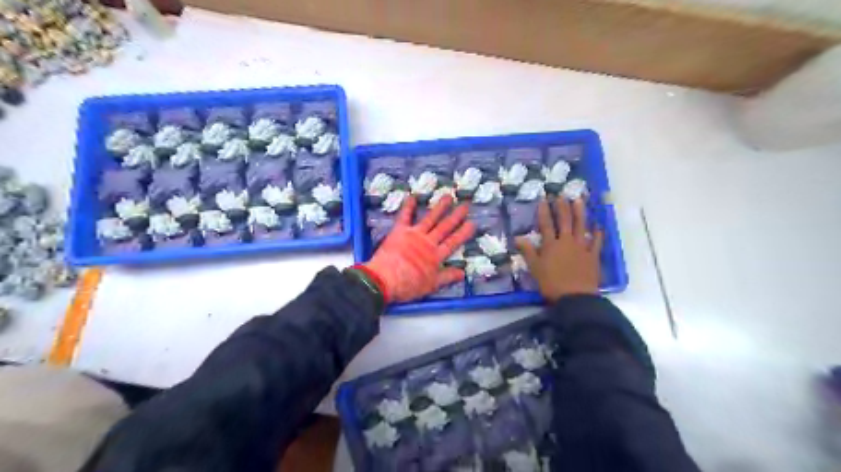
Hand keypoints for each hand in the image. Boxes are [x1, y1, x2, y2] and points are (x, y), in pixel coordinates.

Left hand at [366, 193, 474, 301]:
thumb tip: (463, 273)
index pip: (453, 242)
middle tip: (465, 205)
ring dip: (439, 207)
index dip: (463, 233)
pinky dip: (408, 207)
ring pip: (430, 219)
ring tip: (448, 196)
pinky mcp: (399, 231)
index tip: (472, 223)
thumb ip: (447, 277)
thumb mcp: (431, 285)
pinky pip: (405, 217)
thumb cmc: (409, 285)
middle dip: (456, 216)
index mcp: (436, 256)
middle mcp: (428, 242)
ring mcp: (414, 235)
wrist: (385, 279)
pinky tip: (412, 197)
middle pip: (444, 227)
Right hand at [516, 198, 600, 301]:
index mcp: (551, 245)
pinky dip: (597, 233)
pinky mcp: (593, 255)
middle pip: (564, 221)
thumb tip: (517, 237)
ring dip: (580, 212)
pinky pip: (596, 241)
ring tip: (578, 200)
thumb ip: (528, 251)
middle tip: (561, 195)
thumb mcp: (535, 268)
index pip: (546, 225)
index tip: (543, 199)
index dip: (544, 211)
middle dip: (562, 207)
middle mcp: (566, 242)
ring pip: (581, 226)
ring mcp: (582, 247)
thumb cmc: (551, 283)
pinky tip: (598, 225)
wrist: (575, 297)